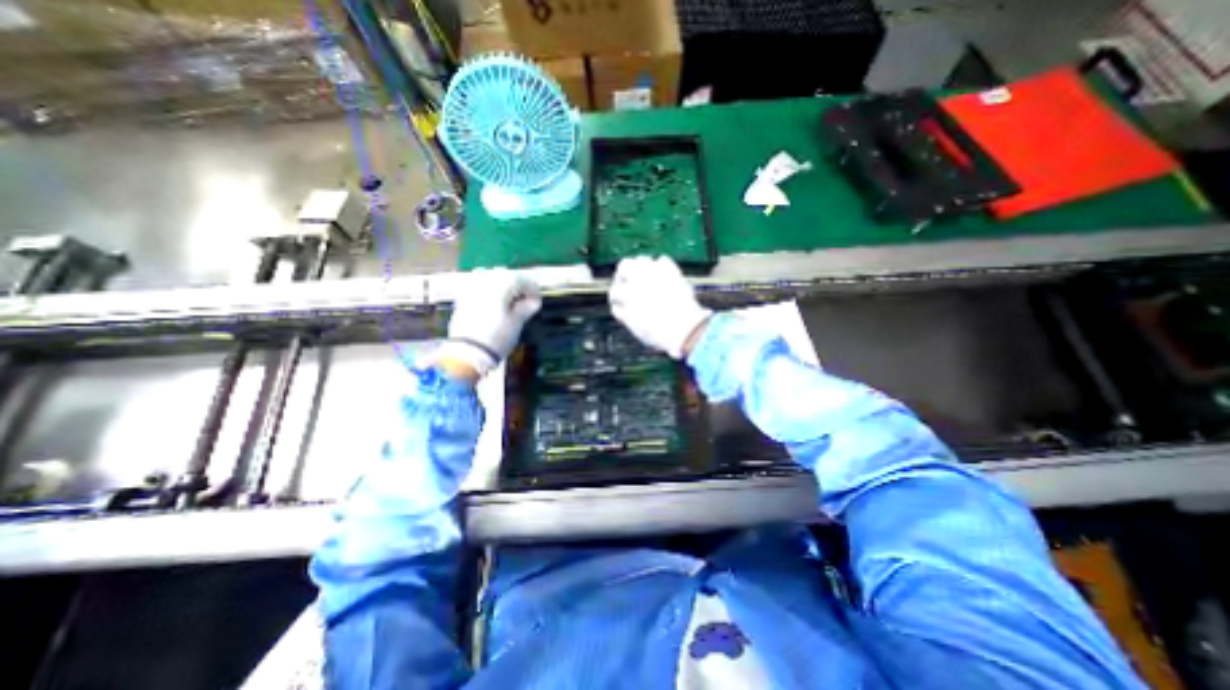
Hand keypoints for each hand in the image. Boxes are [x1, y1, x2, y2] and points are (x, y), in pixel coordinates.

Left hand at [436, 268, 540, 377]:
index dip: (533, 290)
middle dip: (518, 287)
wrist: (467, 353)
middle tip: (527, 301)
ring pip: (492, 279)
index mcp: (500, 284)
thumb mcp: (517, 323)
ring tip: (512, 302)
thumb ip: (526, 308)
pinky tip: (496, 304)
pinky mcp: (462, 298)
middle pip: (506, 276)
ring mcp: (471, 288)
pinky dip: (490, 292)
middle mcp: (484, 280)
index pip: (521, 279)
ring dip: (504, 288)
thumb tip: (533, 302)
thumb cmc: (497, 336)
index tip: (538, 302)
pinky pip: (479, 287)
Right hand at [608, 257, 712, 357]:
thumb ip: (624, 315)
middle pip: (624, 266)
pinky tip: (663, 276)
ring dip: (641, 267)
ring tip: (645, 278)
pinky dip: (661, 266)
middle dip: (624, 274)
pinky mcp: (672, 271)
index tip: (619, 302)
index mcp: (627, 294)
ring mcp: (655, 273)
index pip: (615, 291)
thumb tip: (618, 307)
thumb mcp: (634, 328)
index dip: (616, 298)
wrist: (683, 328)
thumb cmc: (658, 333)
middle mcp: (638, 279)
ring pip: (641, 260)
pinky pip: (663, 260)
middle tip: (628, 282)